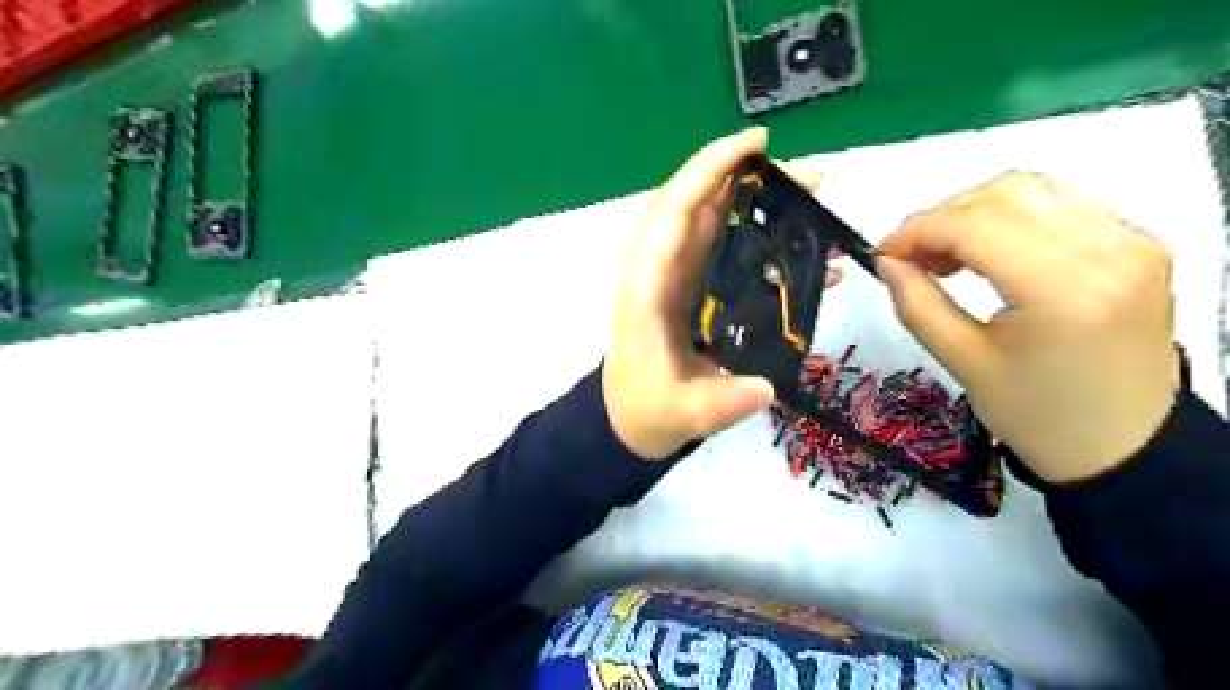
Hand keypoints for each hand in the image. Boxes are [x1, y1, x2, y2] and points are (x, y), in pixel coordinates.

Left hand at [603, 129, 834, 464]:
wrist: (629, 419)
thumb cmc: (644, 409)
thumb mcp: (680, 412)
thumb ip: (719, 402)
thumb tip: (766, 386)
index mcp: (648, 285)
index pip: (674, 211)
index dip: (709, 169)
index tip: (757, 145)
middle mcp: (661, 269)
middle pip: (700, 204)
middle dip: (750, 179)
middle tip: (810, 180)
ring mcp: (679, 277)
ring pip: (714, 222)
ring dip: (759, 203)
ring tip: (813, 202)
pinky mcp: (695, 290)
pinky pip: (726, 250)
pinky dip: (761, 240)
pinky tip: (803, 252)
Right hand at [879, 174, 1174, 481]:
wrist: (1122, 445)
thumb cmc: (1036, 415)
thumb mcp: (963, 362)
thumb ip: (917, 304)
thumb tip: (887, 262)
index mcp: (1063, 289)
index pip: (975, 225)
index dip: (917, 231)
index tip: (883, 254)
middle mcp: (1108, 250)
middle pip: (1003, 196)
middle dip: (940, 218)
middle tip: (909, 258)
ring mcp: (1131, 243)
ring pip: (1031, 191)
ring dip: (973, 214)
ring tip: (944, 256)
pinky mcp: (1137, 246)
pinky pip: (1058, 208)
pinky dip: (1008, 220)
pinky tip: (987, 253)